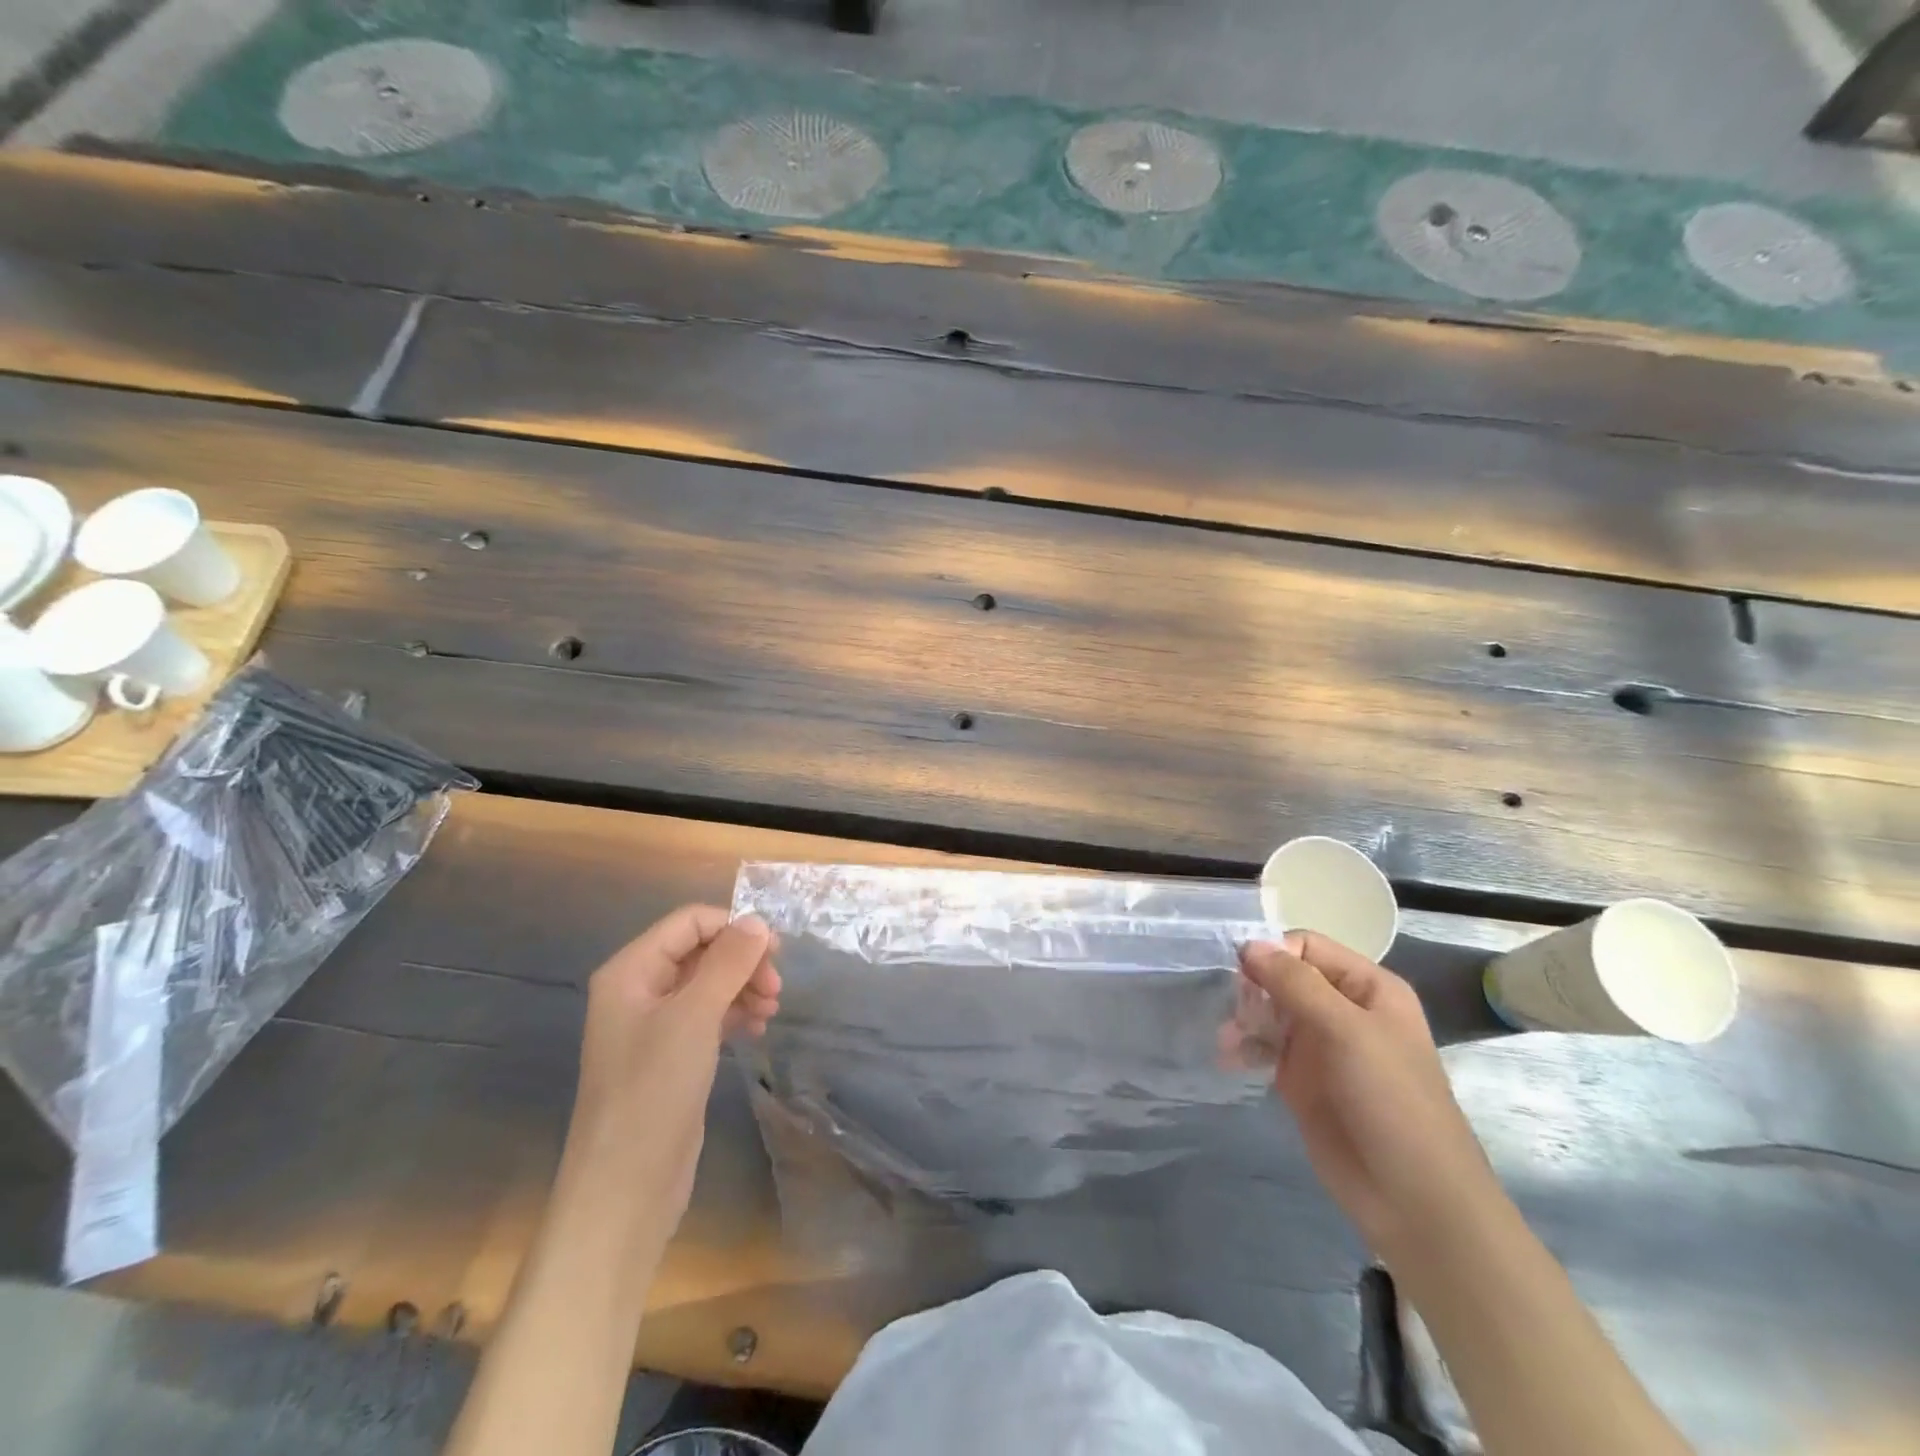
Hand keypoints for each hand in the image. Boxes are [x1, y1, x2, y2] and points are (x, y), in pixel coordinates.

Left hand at [561, 905, 780, 1229]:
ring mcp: (654, 1026)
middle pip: (700, 951)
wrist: (625, 1189)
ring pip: (708, 984)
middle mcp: (639, 991)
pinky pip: (708, 1016)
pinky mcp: (670, 1056)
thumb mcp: (694, 1017)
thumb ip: (727, 962)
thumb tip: (756, 921)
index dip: (732, 928)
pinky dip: (735, 1013)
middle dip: (742, 962)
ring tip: (771, 1009)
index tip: (775, 951)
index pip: (688, 923)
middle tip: (776, 987)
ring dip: (743, 987)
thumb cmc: (653, 1091)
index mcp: (631, 971)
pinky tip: (757, 1028)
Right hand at [1238, 931, 1499, 1262]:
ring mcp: (1321, 1045)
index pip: (1307, 946)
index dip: (1273, 953)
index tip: (1242, 972)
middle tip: (1237, 1010)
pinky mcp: (1302, 1079)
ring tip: (1228, 1039)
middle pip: (1283, 976)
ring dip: (1244, 1017)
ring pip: (1268, 1010)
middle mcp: (1342, 1009)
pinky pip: (1264, 1047)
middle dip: (1253, 987)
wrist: (1413, 1199)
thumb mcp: (1346, 1031)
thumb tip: (1249, 944)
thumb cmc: (1390, 1101)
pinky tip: (1229, 1057)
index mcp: (1367, 987)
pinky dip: (1244, 1046)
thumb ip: (1296, 984)